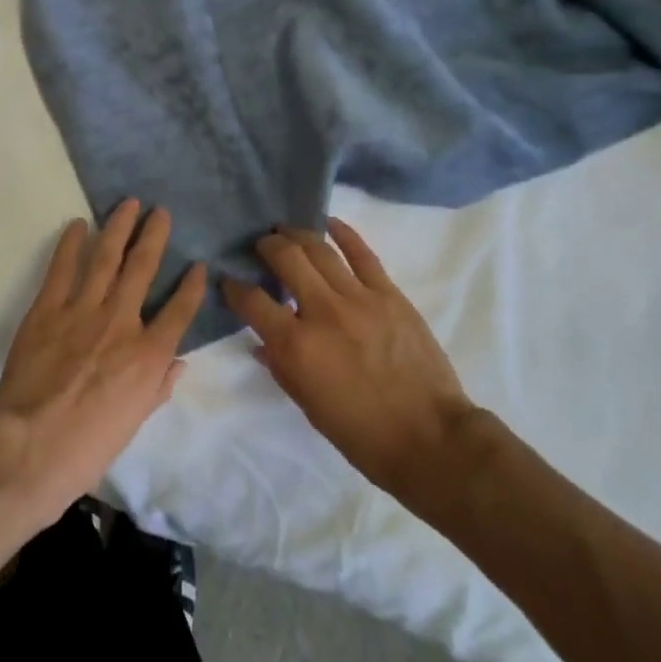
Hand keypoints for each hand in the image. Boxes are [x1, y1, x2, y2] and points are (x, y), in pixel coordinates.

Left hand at [0, 200, 205, 526]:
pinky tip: (77, 225)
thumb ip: (158, 386)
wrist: (32, 446)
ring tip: (128, 203)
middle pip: (143, 268)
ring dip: (118, 227)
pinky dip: (70, 244)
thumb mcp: (135, 422)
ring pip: (106, 258)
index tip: (199, 266)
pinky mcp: (47, 310)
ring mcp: (83, 311)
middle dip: (154, 236)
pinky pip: (62, 269)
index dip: (192, 286)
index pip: (180, 310)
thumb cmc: (89, 445)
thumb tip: (177, 363)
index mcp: (149, 355)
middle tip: (160, 211)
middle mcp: (121, 322)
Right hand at [222, 219, 474, 497]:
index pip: (252, 301)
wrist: (430, 438)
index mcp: (296, 346)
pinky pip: (362, 254)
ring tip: (285, 230)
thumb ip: (281, 367)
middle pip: (286, 259)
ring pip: (320, 250)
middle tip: (261, 246)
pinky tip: (329, 223)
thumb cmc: (362, 434)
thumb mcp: (308, 406)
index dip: (234, 288)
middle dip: (266, 246)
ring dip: (297, 235)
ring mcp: (359, 298)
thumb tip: (262, 342)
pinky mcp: (389, 294)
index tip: (230, 282)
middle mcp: (322, 312)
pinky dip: (344, 234)